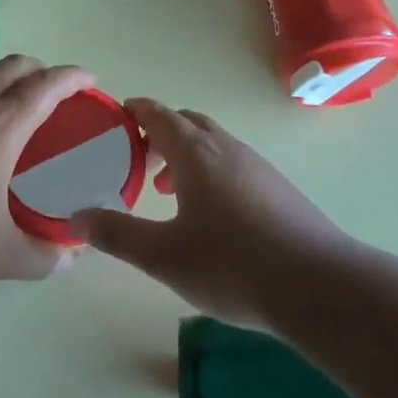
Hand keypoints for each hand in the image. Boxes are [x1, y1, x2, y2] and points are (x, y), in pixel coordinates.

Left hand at [0, 55, 94, 286]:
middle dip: (40, 69)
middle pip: (13, 66)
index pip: (46, 86)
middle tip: (53, 90)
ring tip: (12, 104)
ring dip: (5, 77)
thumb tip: (69, 259)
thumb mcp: (0, 255)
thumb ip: (42, 257)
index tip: (89, 79)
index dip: (72, 76)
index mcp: (0, 126)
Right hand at [71, 99, 346, 327]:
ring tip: (171, 192)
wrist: (319, 286)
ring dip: (188, 156)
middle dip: (161, 134)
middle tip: (140, 160)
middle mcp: (227, 149)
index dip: (138, 111)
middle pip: (189, 123)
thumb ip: (118, 234)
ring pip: (215, 145)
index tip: (120, 114)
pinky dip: (213, 172)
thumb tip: (78, 217)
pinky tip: (214, 215)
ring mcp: (258, 167)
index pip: (161, 115)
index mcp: (196, 154)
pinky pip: (235, 164)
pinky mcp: (280, 189)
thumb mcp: (164, 256)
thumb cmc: (233, 265)